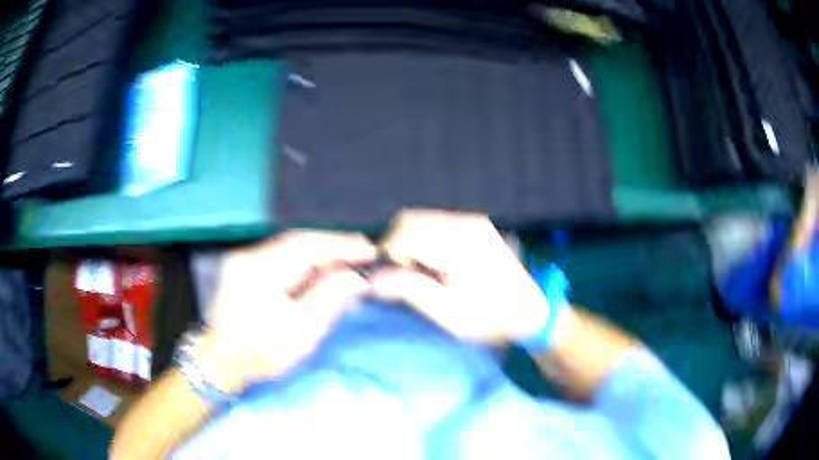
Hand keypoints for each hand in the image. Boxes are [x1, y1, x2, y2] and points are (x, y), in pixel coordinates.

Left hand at [198, 231, 376, 390]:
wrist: (221, 363)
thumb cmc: (262, 353)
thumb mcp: (301, 332)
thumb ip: (329, 299)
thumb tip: (356, 276)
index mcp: (261, 271)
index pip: (307, 246)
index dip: (341, 245)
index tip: (370, 250)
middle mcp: (250, 256)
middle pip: (298, 242)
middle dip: (332, 246)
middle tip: (363, 253)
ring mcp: (243, 260)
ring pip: (289, 247)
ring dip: (318, 253)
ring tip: (346, 261)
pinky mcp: (243, 268)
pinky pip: (279, 256)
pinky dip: (302, 261)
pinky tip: (317, 270)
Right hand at [372, 210, 548, 343]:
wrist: (530, 310)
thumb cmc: (493, 320)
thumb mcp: (452, 316)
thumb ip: (413, 293)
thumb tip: (372, 279)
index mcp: (464, 246)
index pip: (406, 233)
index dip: (390, 256)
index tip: (394, 283)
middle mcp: (466, 224)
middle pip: (408, 220)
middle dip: (396, 248)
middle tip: (405, 280)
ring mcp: (470, 220)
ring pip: (417, 219)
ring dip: (407, 244)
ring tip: (420, 275)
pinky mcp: (471, 223)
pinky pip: (431, 223)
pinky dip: (420, 241)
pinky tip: (433, 265)